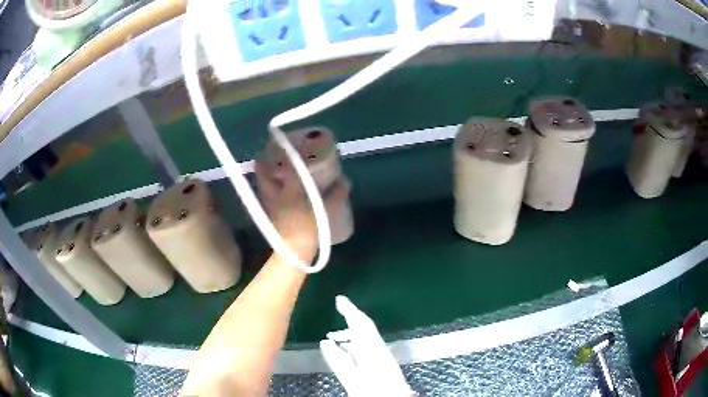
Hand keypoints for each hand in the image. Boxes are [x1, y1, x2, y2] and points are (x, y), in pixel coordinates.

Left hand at [255, 159, 350, 263]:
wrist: (293, 252)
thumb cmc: (309, 229)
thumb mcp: (326, 211)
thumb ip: (337, 196)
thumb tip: (345, 182)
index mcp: (290, 189)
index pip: (284, 164)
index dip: (283, 151)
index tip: (284, 141)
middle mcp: (275, 192)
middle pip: (263, 171)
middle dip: (264, 159)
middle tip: (271, 152)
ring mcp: (269, 202)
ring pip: (261, 182)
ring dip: (263, 172)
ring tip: (269, 165)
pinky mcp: (268, 212)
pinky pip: (263, 193)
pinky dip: (265, 185)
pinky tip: (272, 186)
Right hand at [320, 296, 413, 396]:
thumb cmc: (374, 392)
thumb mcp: (354, 380)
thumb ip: (340, 362)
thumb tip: (325, 342)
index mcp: (374, 350)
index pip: (362, 324)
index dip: (350, 310)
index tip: (339, 298)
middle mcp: (379, 350)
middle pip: (365, 329)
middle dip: (350, 319)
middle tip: (336, 311)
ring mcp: (382, 358)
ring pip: (365, 338)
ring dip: (350, 334)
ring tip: (332, 337)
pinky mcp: (382, 365)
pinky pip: (366, 348)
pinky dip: (354, 345)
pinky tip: (346, 351)